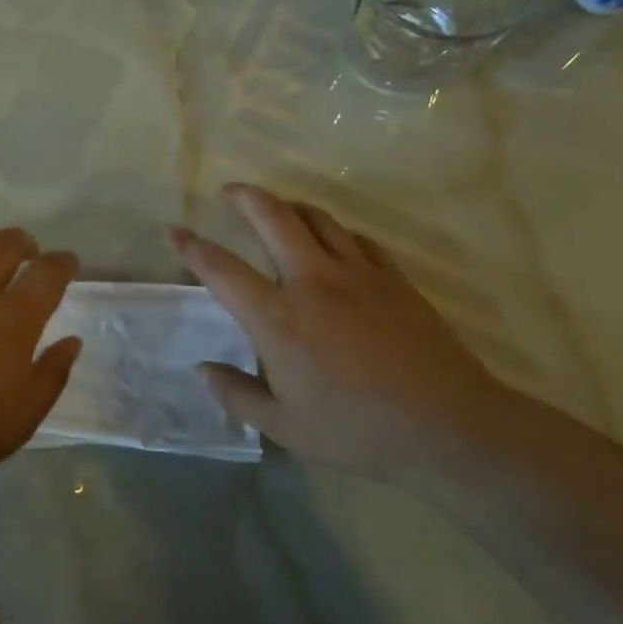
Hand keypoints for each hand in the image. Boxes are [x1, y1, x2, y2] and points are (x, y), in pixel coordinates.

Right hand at [170, 184, 511, 476]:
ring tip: (277, 208)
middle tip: (229, 191)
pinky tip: (332, 243)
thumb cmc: (357, 432)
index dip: (191, 247)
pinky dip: (334, 232)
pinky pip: (356, 238)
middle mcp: (312, 282)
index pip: (221, 269)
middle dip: (245, 196)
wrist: (448, 426)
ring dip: (289, 205)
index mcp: (277, 318)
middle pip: (272, 217)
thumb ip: (237, 395)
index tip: (174, 231)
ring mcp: (357, 274)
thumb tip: (203, 370)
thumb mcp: (285, 428)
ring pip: (316, 218)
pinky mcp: (393, 277)